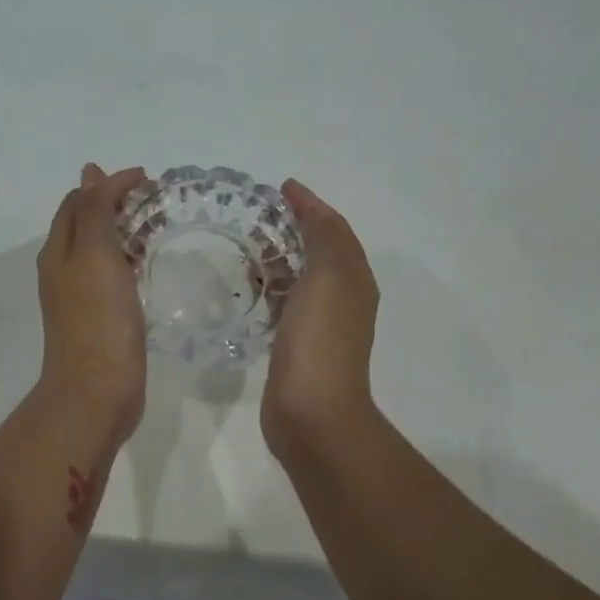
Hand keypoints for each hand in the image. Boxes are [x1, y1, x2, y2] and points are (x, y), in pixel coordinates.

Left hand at [37, 164, 149, 438]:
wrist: (97, 391)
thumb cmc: (97, 319)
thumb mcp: (94, 255)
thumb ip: (94, 212)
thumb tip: (90, 172)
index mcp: (59, 251)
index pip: (79, 202)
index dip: (108, 184)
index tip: (148, 178)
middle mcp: (64, 270)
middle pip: (86, 224)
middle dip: (116, 204)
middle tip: (156, 198)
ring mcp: (81, 297)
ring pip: (100, 250)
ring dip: (124, 231)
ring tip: (157, 225)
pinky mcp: (100, 320)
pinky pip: (113, 277)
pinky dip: (129, 260)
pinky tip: (148, 267)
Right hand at [262, 179, 379, 456]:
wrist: (312, 411)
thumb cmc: (320, 340)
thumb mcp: (329, 277)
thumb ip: (323, 237)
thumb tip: (309, 206)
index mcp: (354, 278)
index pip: (334, 229)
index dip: (311, 205)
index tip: (281, 187)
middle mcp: (343, 297)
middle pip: (318, 251)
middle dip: (293, 228)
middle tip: (256, 214)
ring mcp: (320, 324)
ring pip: (300, 278)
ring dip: (279, 257)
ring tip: (244, 245)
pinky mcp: (296, 345)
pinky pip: (285, 304)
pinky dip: (270, 288)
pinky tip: (247, 288)